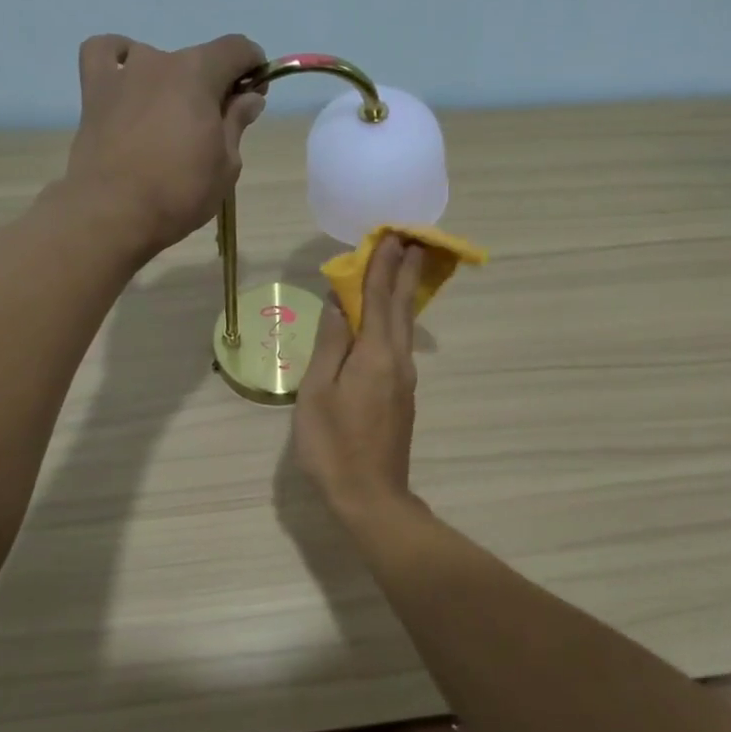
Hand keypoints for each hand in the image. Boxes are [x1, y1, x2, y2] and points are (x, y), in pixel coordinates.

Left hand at [64, 32, 266, 255]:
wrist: (114, 212)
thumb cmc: (180, 192)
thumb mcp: (226, 165)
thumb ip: (236, 123)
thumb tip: (249, 98)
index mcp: (199, 73)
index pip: (237, 48)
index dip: (253, 66)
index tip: (254, 95)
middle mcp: (160, 60)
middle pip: (198, 59)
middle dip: (213, 84)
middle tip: (214, 125)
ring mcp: (123, 72)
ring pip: (156, 60)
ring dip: (170, 81)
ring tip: (169, 117)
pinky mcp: (93, 90)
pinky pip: (104, 53)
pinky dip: (118, 60)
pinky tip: (127, 81)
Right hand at [294, 236, 425, 520]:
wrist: (371, 496)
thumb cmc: (333, 445)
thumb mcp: (317, 393)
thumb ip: (329, 345)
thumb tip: (338, 305)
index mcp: (375, 355)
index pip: (379, 299)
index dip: (382, 266)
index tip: (390, 235)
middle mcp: (397, 361)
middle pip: (402, 307)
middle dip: (405, 271)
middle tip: (413, 239)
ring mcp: (403, 380)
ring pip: (405, 326)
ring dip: (404, 293)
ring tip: (405, 267)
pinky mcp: (402, 396)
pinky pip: (401, 344)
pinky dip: (397, 319)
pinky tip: (391, 317)